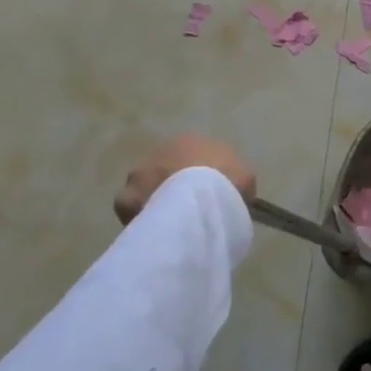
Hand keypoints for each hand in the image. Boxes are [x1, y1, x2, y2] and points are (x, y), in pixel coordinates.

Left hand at [114, 134, 256, 223]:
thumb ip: (233, 178)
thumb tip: (227, 190)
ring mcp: (139, 173)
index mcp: (190, 141)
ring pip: (146, 187)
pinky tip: (155, 229)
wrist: (199, 198)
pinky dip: (141, 217)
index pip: (192, 156)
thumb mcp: (244, 177)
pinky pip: (132, 209)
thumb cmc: (226, 182)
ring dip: (156, 198)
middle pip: (166, 169)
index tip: (209, 194)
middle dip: (174, 185)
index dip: (201, 175)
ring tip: (171, 221)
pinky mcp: (126, 197)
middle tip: (188, 208)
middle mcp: (160, 150)